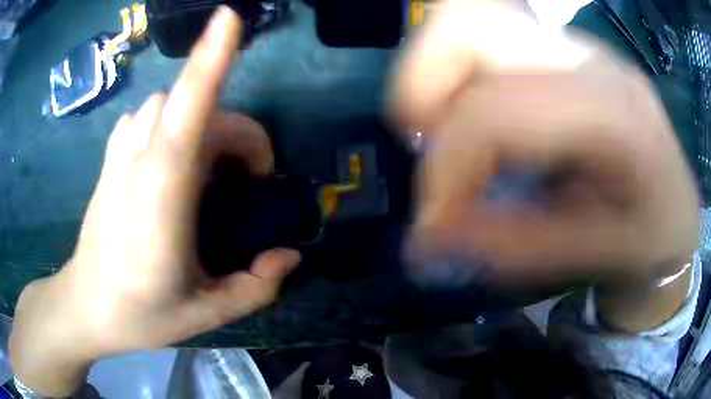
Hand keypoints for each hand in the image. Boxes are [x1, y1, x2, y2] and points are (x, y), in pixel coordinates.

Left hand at [10, 7, 299, 395]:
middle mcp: (139, 162)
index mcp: (163, 198)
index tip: (231, 18)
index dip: (211, 58)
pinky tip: (171, 160)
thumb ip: (255, 287)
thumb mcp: (206, 316)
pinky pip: (147, 117)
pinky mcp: (110, 159)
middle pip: (194, 105)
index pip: (190, 113)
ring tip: (210, 173)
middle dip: (235, 132)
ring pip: (169, 105)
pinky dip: (170, 124)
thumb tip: (290, 256)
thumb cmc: (139, 315)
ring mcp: (120, 155)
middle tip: (249, 181)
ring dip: (202, 125)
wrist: (84, 307)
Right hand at [390, 0, 698, 287]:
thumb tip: (428, 242)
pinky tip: (482, 128)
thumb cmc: (652, 237)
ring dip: (437, 80)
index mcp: (614, 112)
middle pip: (469, 24)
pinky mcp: (562, 53)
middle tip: (429, 149)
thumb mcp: (597, 255)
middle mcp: (588, 58)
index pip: (497, 109)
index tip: (435, 225)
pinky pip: (486, 40)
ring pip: (469, 22)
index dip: (447, 168)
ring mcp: (572, 46)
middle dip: (424, 89)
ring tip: (454, 141)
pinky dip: (460, 79)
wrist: (676, 206)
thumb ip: (516, 247)